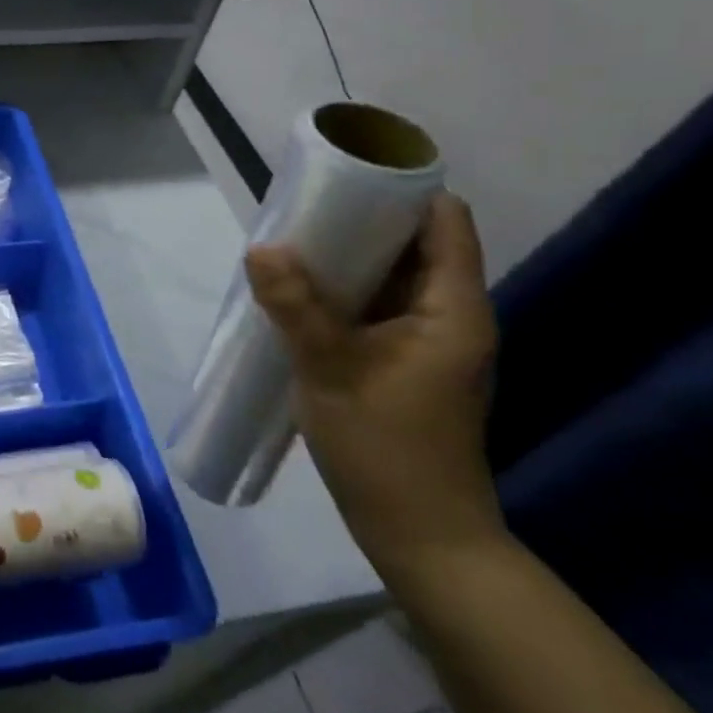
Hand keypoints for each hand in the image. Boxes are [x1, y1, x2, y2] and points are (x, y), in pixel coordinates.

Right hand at [245, 192, 505, 579]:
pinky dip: (343, 288)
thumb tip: (261, 246)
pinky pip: (375, 304)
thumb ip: (296, 306)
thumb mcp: (331, 371)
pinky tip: (299, 290)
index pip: (445, 221)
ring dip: (347, 255)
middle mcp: (448, 315)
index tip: (346, 175)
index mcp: (452, 309)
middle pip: (414, 242)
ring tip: (293, 239)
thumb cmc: (387, 449)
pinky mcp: (405, 361)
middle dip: (361, 217)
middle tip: (301, 204)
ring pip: (391, 274)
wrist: (420, 536)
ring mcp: (428, 340)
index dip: (403, 189)